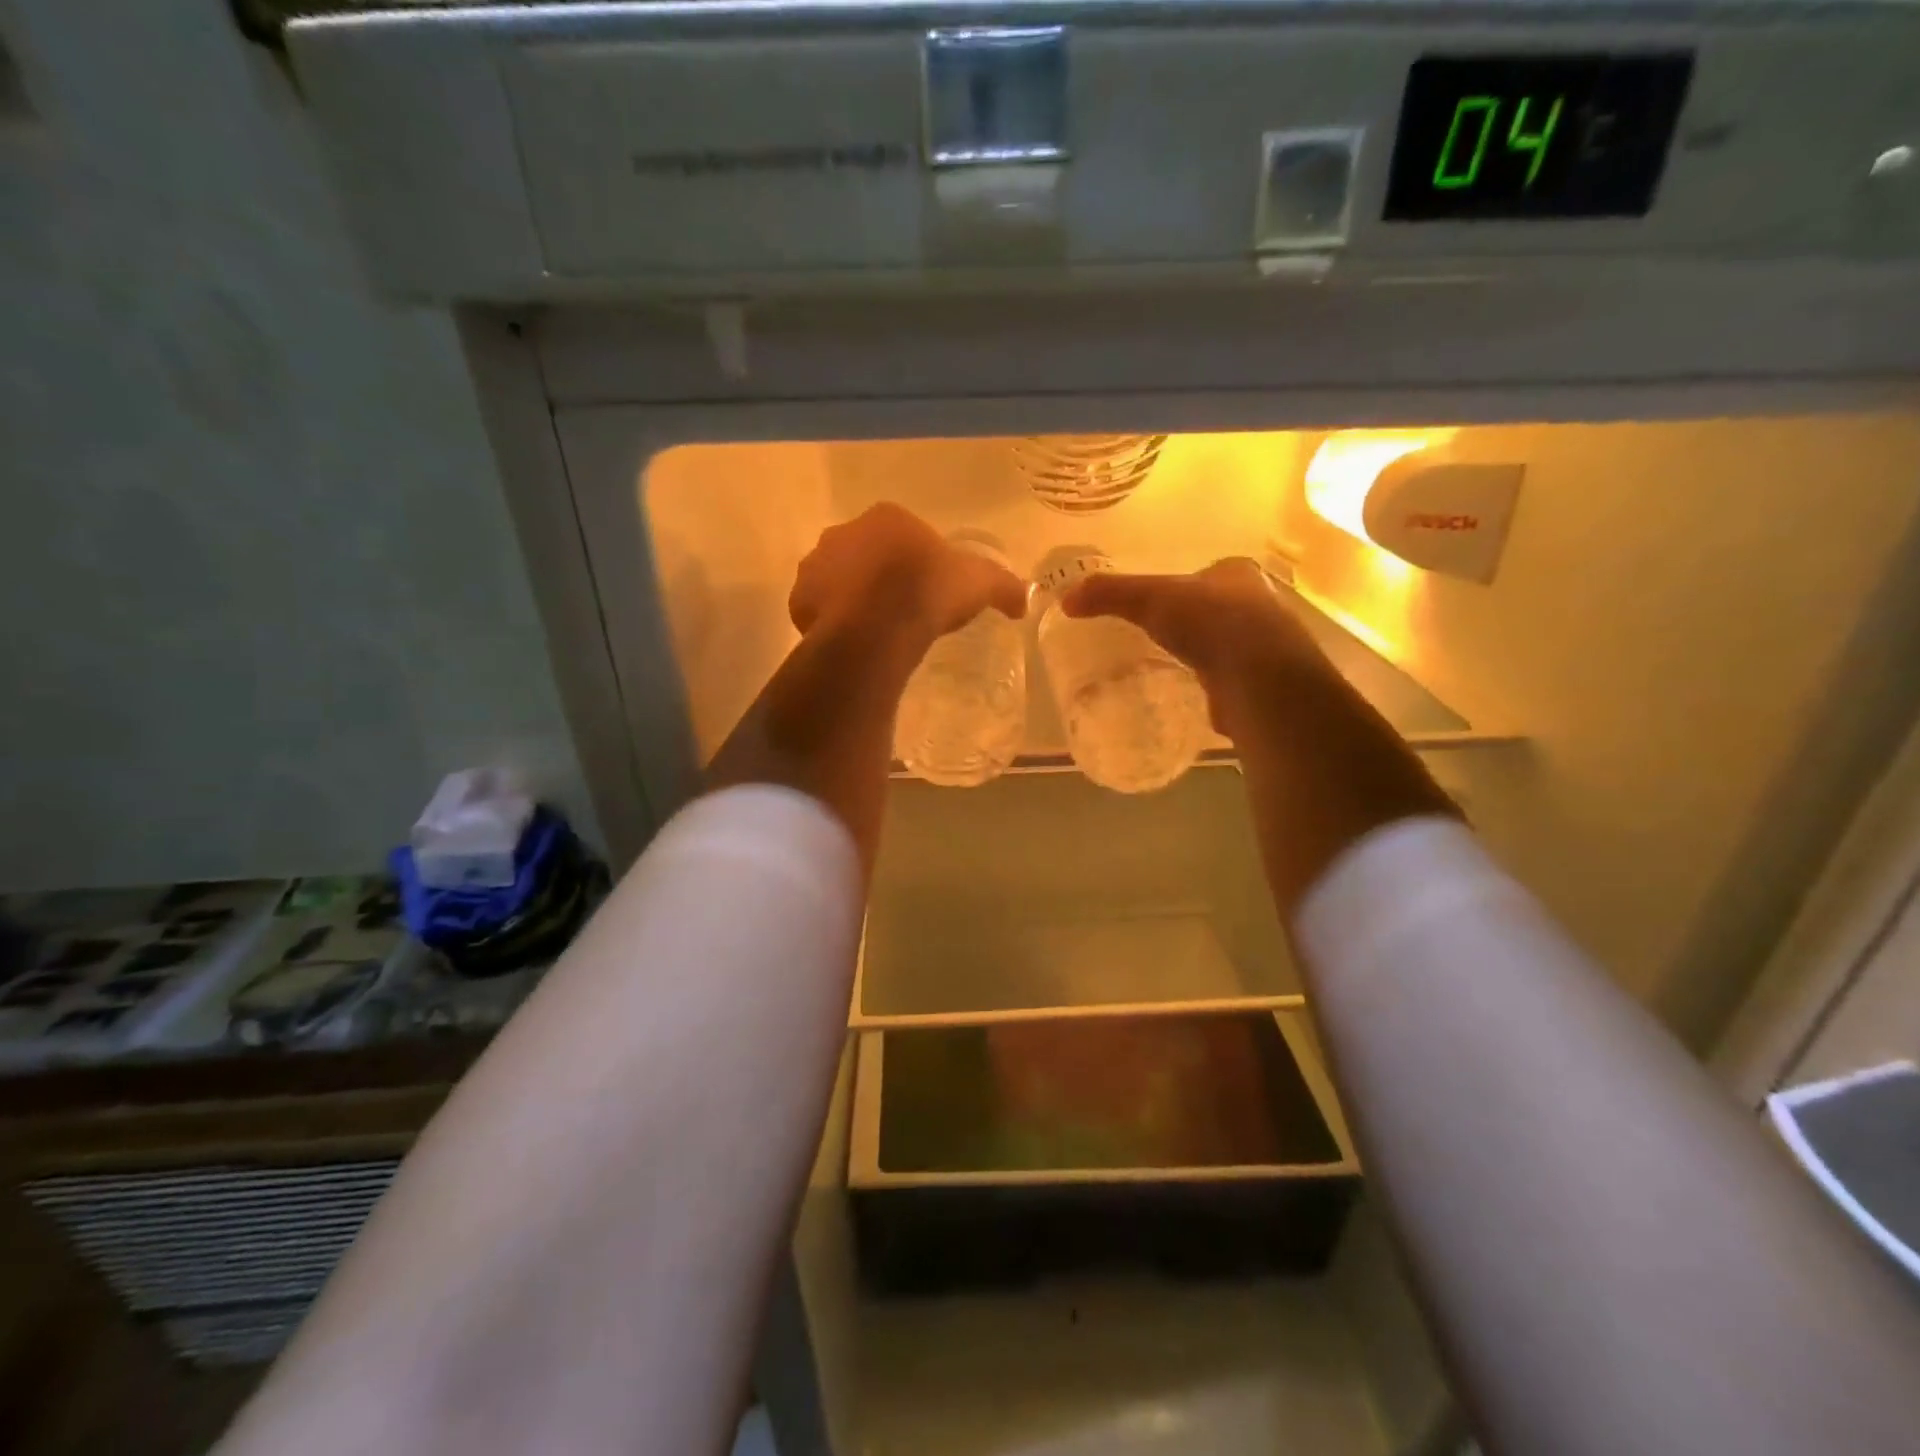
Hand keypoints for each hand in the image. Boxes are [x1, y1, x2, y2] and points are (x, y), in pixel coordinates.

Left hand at [789, 504, 1027, 648]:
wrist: (880, 625)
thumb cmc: (930, 591)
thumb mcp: (980, 584)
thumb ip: (1003, 587)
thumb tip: (1025, 600)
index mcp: (887, 518)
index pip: (900, 532)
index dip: (912, 561)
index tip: (924, 588)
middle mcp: (844, 532)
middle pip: (863, 553)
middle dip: (876, 575)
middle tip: (898, 610)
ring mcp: (817, 565)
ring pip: (835, 580)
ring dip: (850, 597)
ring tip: (874, 630)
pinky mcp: (800, 599)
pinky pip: (816, 610)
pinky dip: (830, 622)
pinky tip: (852, 641)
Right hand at [1062, 558, 1330, 736]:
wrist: (1259, 677)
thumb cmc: (1209, 621)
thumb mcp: (1149, 598)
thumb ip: (1108, 594)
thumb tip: (1066, 600)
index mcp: (1237, 574)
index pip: (1209, 573)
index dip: (1185, 584)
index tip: (1159, 603)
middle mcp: (1260, 606)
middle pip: (1218, 609)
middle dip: (1194, 621)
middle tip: (1160, 636)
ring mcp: (1265, 648)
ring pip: (1226, 645)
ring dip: (1204, 655)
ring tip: (1170, 667)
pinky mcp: (1261, 686)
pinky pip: (1228, 681)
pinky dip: (1211, 686)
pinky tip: (1190, 694)